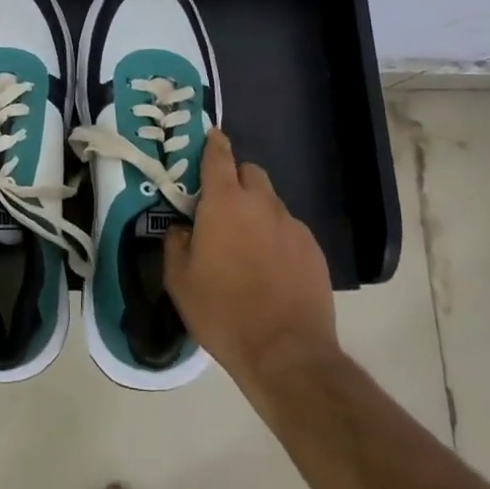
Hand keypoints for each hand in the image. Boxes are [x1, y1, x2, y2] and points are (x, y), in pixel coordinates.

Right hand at [165, 129, 337, 385]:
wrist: (286, 352)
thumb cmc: (222, 311)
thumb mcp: (179, 280)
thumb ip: (176, 243)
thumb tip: (182, 229)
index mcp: (224, 203)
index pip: (219, 157)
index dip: (213, 143)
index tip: (211, 136)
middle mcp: (261, 204)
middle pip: (250, 173)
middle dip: (236, 180)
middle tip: (221, 207)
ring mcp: (292, 226)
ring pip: (271, 203)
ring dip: (256, 211)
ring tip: (246, 246)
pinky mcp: (313, 250)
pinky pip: (289, 230)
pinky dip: (277, 237)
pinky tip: (271, 269)